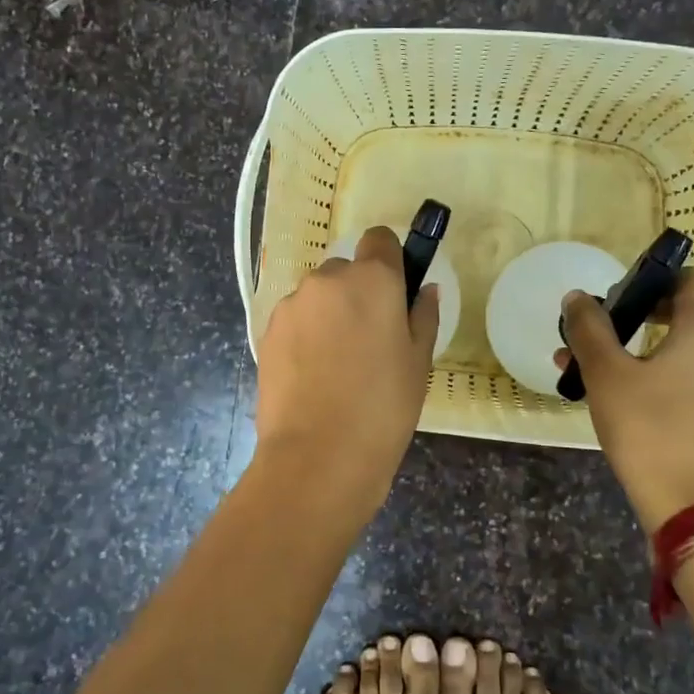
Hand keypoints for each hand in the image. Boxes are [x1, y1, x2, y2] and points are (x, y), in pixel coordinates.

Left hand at [254, 226, 438, 509]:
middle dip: (357, 293)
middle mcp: (328, 279)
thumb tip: (426, 290)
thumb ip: (423, 316)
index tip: (394, 292)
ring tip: (336, 365)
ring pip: (317, 297)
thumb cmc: (383, 407)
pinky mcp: (267, 330)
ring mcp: (292, 304)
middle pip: (346, 270)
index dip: (389, 260)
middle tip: (369, 340)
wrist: (318, 455)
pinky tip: (313, 376)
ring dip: (328, 314)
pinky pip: (295, 320)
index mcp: (372, 279)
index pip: (380, 239)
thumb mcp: (418, 362)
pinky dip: (305, 335)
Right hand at [556, 267, 693, 536]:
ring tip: (592, 365)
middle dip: (636, 315)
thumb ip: (589, 328)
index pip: (687, 277)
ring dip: (640, 346)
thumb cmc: (649, 428)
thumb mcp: (607, 374)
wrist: (693, 504)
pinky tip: (619, 391)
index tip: (614, 298)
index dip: (649, 279)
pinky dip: (660, 370)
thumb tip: (577, 297)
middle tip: (597, 332)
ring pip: (684, 345)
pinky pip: (692, 372)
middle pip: (684, 310)